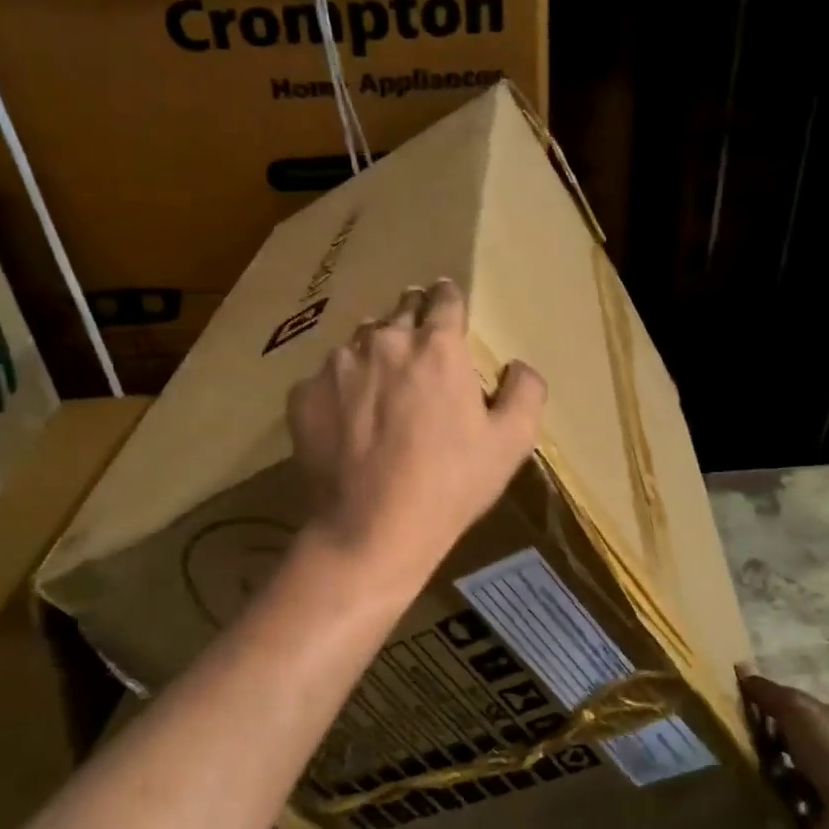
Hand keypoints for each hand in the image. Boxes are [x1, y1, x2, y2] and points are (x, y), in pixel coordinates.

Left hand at [287, 279, 545, 583]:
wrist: (371, 530)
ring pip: (359, 342)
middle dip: (412, 321)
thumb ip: (525, 391)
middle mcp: (384, 341)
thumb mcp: (511, 443)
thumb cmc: (450, 485)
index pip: (444, 298)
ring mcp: (336, 365)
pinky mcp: (303, 394)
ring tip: (380, 388)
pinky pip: (325, 379)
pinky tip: (347, 423)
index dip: (449, 300)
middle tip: (418, 350)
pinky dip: (339, 390)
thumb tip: (517, 366)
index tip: (447, 308)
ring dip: (374, 354)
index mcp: (437, 346)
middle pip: (400, 311)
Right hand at [740, 673, 828, 828]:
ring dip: (758, 777)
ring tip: (732, 775)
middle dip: (753, 743)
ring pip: (776, 776)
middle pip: (777, 742)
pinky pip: (781, 811)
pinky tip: (749, 803)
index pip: (781, 707)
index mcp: (818, 721)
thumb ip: (768, 693)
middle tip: (721, 742)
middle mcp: (818, 751)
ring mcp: (816, 786)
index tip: (725, 705)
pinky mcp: (812, 819)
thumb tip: (741, 668)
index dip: (756, 704)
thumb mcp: (797, 711)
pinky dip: (769, 810)